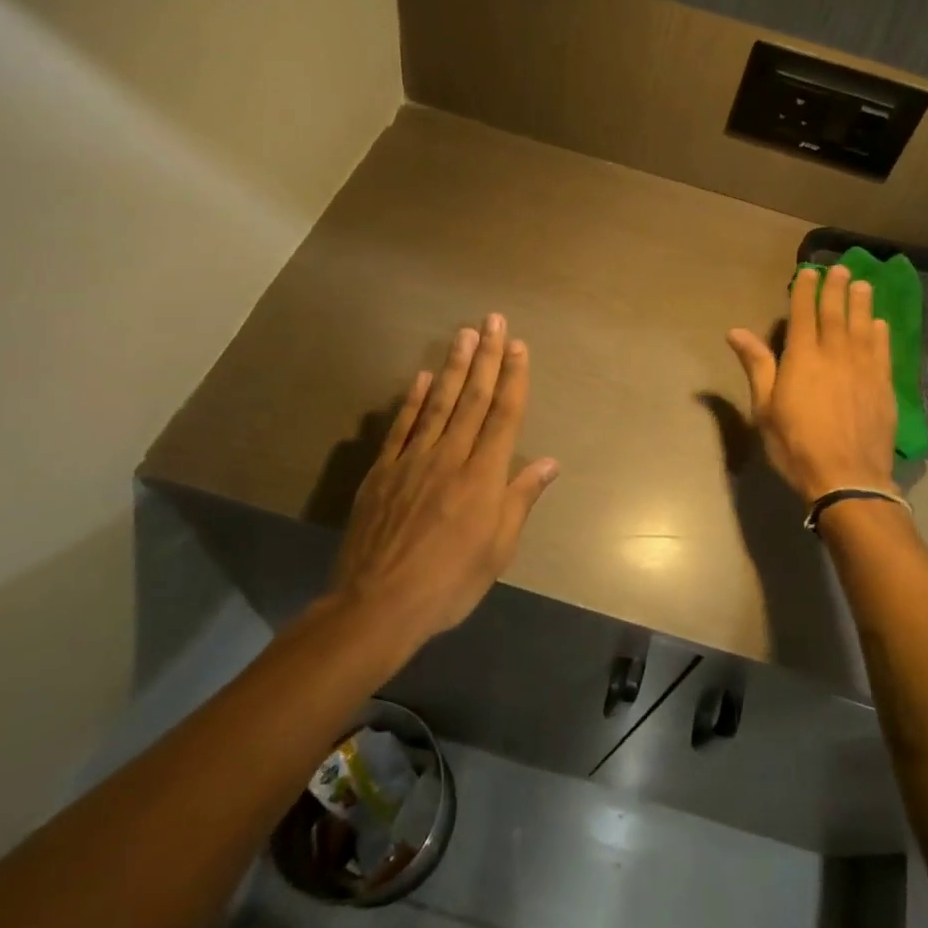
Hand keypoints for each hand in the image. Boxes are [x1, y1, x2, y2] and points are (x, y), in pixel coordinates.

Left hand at [329, 315, 558, 654]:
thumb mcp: (498, 549)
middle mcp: (450, 457)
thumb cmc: (450, 582)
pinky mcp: (384, 471)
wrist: (378, 606)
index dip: (513, 378)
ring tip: (464, 334)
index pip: (503, 416)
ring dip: (453, 366)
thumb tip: (549, 462)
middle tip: (493, 321)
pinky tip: (422, 377)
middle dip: (486, 358)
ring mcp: (413, 460)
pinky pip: (402, 427)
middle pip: (472, 398)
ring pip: (438, 403)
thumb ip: (521, 499)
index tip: (518, 347)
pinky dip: (413, 400)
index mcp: (483, 477)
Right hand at [727, 264, 897, 499]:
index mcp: (803, 357)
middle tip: (840, 268)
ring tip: (862, 284)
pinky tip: (879, 323)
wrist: (847, 477)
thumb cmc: (796, 445)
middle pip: (836, 313)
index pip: (804, 314)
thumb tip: (736, 332)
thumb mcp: (764, 408)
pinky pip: (883, 350)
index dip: (805, 290)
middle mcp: (835, 354)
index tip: (808, 272)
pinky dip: (880, 333)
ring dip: (861, 302)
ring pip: (863, 325)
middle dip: (836, 288)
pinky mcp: (884, 385)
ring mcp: (863, 368)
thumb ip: (756, 365)